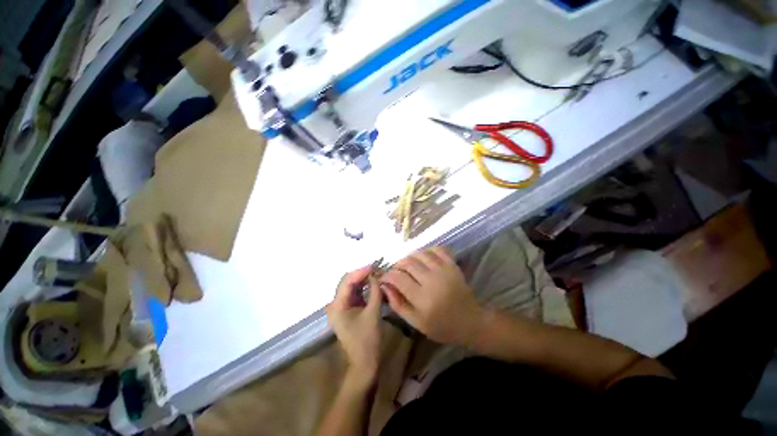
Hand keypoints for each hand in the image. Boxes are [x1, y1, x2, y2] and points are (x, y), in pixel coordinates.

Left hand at [326, 265, 383, 379]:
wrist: (365, 362)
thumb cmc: (368, 340)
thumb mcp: (373, 313)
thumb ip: (375, 291)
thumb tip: (378, 274)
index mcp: (337, 306)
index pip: (347, 281)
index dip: (361, 271)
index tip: (375, 266)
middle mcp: (336, 304)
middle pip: (347, 282)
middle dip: (362, 274)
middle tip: (377, 269)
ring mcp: (341, 307)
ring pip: (351, 286)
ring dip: (363, 279)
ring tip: (376, 273)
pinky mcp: (348, 309)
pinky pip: (355, 293)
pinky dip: (364, 287)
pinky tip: (373, 283)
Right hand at [380, 247, 484, 345]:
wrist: (470, 322)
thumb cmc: (441, 326)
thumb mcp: (416, 322)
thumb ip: (398, 304)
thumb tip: (384, 286)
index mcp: (423, 298)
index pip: (398, 278)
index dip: (387, 275)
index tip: (384, 278)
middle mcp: (432, 280)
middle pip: (407, 262)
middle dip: (397, 265)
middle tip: (395, 272)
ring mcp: (444, 270)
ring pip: (420, 253)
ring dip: (409, 257)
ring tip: (407, 266)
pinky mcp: (452, 265)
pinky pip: (436, 249)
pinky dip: (426, 250)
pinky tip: (423, 258)